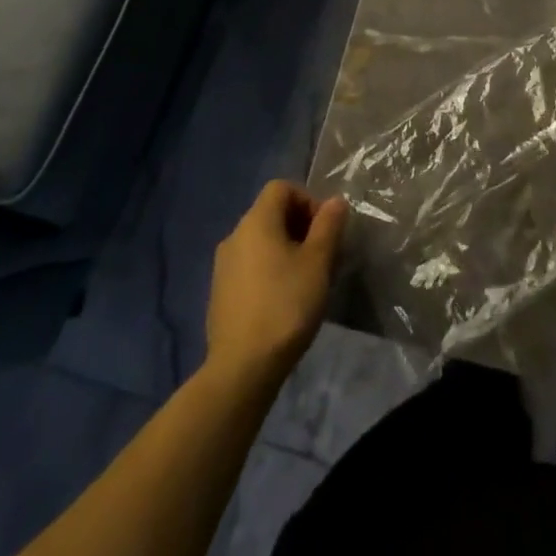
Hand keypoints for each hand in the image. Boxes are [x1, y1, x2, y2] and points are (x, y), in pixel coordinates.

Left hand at [206, 182, 347, 384]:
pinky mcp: (220, 293)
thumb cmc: (286, 305)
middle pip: (271, 213)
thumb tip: (335, 201)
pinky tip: (284, 301)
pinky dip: (269, 270)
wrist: (242, 367)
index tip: (325, 229)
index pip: (281, 188)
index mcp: (256, 222)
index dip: (308, 199)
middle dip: (301, 226)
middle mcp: (234, 236)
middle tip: (323, 256)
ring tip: (307, 280)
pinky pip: (250, 266)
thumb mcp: (318, 263)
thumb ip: (328, 226)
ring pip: (261, 242)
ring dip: (286, 249)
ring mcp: (223, 266)